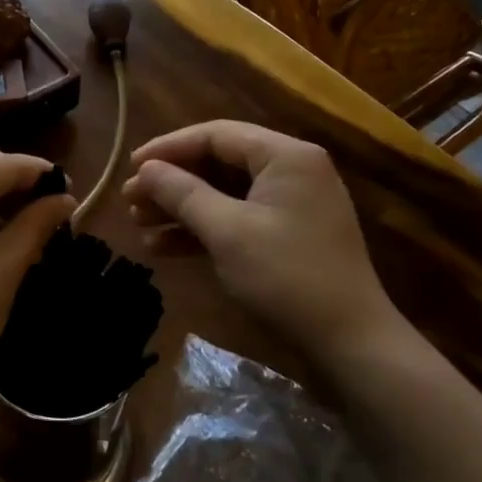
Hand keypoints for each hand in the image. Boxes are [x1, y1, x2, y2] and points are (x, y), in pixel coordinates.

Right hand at [121, 120, 402, 356]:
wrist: (350, 346)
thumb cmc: (287, 278)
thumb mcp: (228, 232)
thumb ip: (183, 193)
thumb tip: (146, 169)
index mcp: (285, 156)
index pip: (216, 135)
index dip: (169, 148)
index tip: (131, 166)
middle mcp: (291, 170)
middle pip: (218, 163)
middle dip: (172, 182)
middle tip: (130, 200)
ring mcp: (291, 205)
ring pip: (223, 194)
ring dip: (181, 208)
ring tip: (139, 225)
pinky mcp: (287, 235)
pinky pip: (236, 219)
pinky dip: (202, 230)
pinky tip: (164, 248)